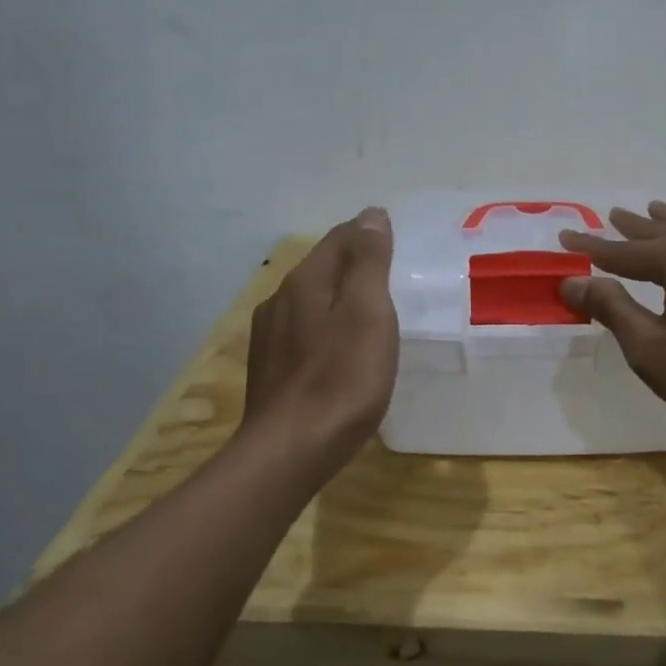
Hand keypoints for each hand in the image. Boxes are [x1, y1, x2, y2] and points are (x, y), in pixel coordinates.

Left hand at [240, 207, 398, 467]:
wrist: (291, 451)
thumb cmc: (341, 379)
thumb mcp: (368, 314)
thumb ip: (369, 262)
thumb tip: (371, 215)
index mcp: (305, 282)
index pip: (338, 239)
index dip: (367, 232)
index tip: (395, 235)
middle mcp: (280, 300)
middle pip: (322, 267)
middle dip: (354, 262)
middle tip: (390, 270)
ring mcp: (270, 336)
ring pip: (311, 300)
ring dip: (339, 295)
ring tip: (371, 307)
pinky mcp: (271, 369)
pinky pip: (304, 330)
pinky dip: (327, 325)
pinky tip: (341, 347)